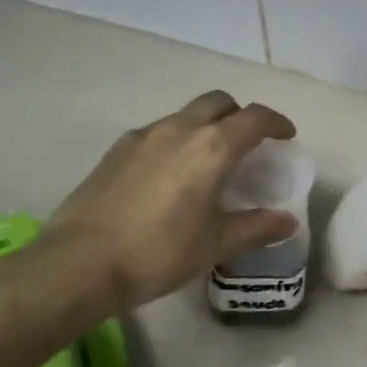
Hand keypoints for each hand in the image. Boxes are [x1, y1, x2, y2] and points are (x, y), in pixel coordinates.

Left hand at [39, 90, 298, 311]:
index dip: (276, 122)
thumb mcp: (215, 244)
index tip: (286, 136)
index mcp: (212, 147)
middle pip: (219, 102)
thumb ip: (256, 227)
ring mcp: (143, 136)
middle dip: (239, 115)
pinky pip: (158, 131)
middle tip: (248, 145)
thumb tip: (288, 223)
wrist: (79, 264)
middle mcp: (179, 129)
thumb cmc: (159, 252)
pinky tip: (171, 175)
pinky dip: (177, 140)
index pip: (255, 118)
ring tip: (209, 161)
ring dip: (206, 126)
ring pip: (185, 115)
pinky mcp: (117, 149)